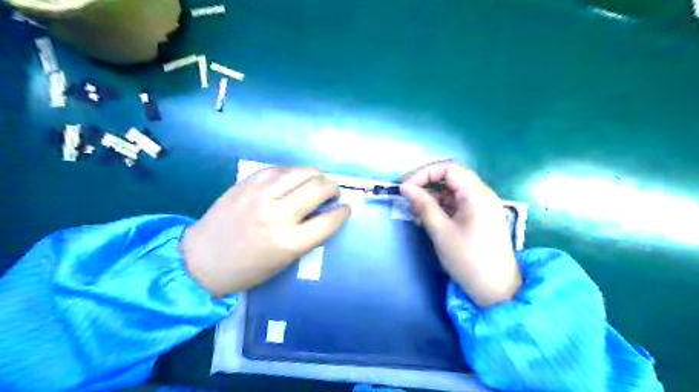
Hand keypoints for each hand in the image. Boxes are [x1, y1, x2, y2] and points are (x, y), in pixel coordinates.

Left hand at [183, 165, 352, 296]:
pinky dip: (293, 173)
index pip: (329, 220)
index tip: (346, 208)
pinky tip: (293, 180)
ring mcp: (260, 194)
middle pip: (319, 188)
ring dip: (317, 176)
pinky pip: (279, 169)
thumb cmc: (247, 268)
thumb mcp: (285, 260)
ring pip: (302, 171)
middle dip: (333, 188)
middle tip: (333, 193)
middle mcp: (277, 214)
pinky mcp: (247, 183)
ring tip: (316, 183)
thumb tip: (326, 212)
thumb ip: (308, 235)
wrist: (201, 259)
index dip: (343, 212)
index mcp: (288, 242)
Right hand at [402, 161, 521, 306]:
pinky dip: (440, 208)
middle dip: (426, 184)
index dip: (424, 173)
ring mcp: (482, 206)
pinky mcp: (479, 217)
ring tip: (415, 213)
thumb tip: (405, 188)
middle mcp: (482, 194)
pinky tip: (426, 220)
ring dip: (432, 198)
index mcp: (477, 194)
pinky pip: (456, 204)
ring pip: (452, 191)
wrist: (496, 289)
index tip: (405, 187)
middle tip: (407, 197)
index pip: (449, 168)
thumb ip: (423, 205)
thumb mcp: (441, 231)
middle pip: (451, 177)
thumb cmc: (468, 259)